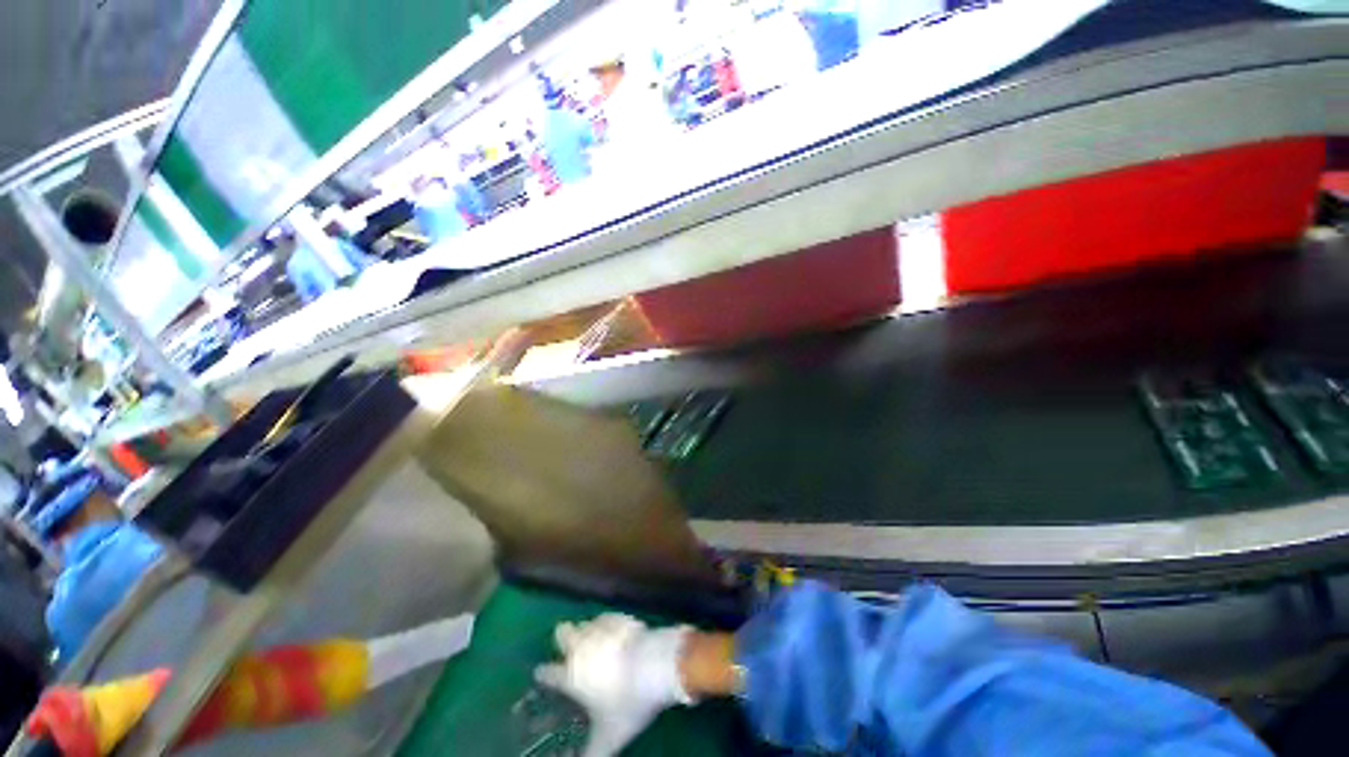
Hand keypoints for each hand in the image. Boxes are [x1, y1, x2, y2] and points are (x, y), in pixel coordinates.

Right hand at [535, 614, 692, 756]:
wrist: (654, 665)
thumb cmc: (627, 703)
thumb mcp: (609, 737)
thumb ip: (592, 754)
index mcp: (573, 676)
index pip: (549, 673)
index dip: (543, 674)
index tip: (540, 673)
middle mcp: (582, 648)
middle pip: (563, 635)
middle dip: (562, 639)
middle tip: (567, 648)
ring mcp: (602, 628)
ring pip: (584, 624)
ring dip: (585, 631)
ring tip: (591, 640)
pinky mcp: (620, 618)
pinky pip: (606, 618)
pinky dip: (606, 624)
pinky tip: (612, 631)